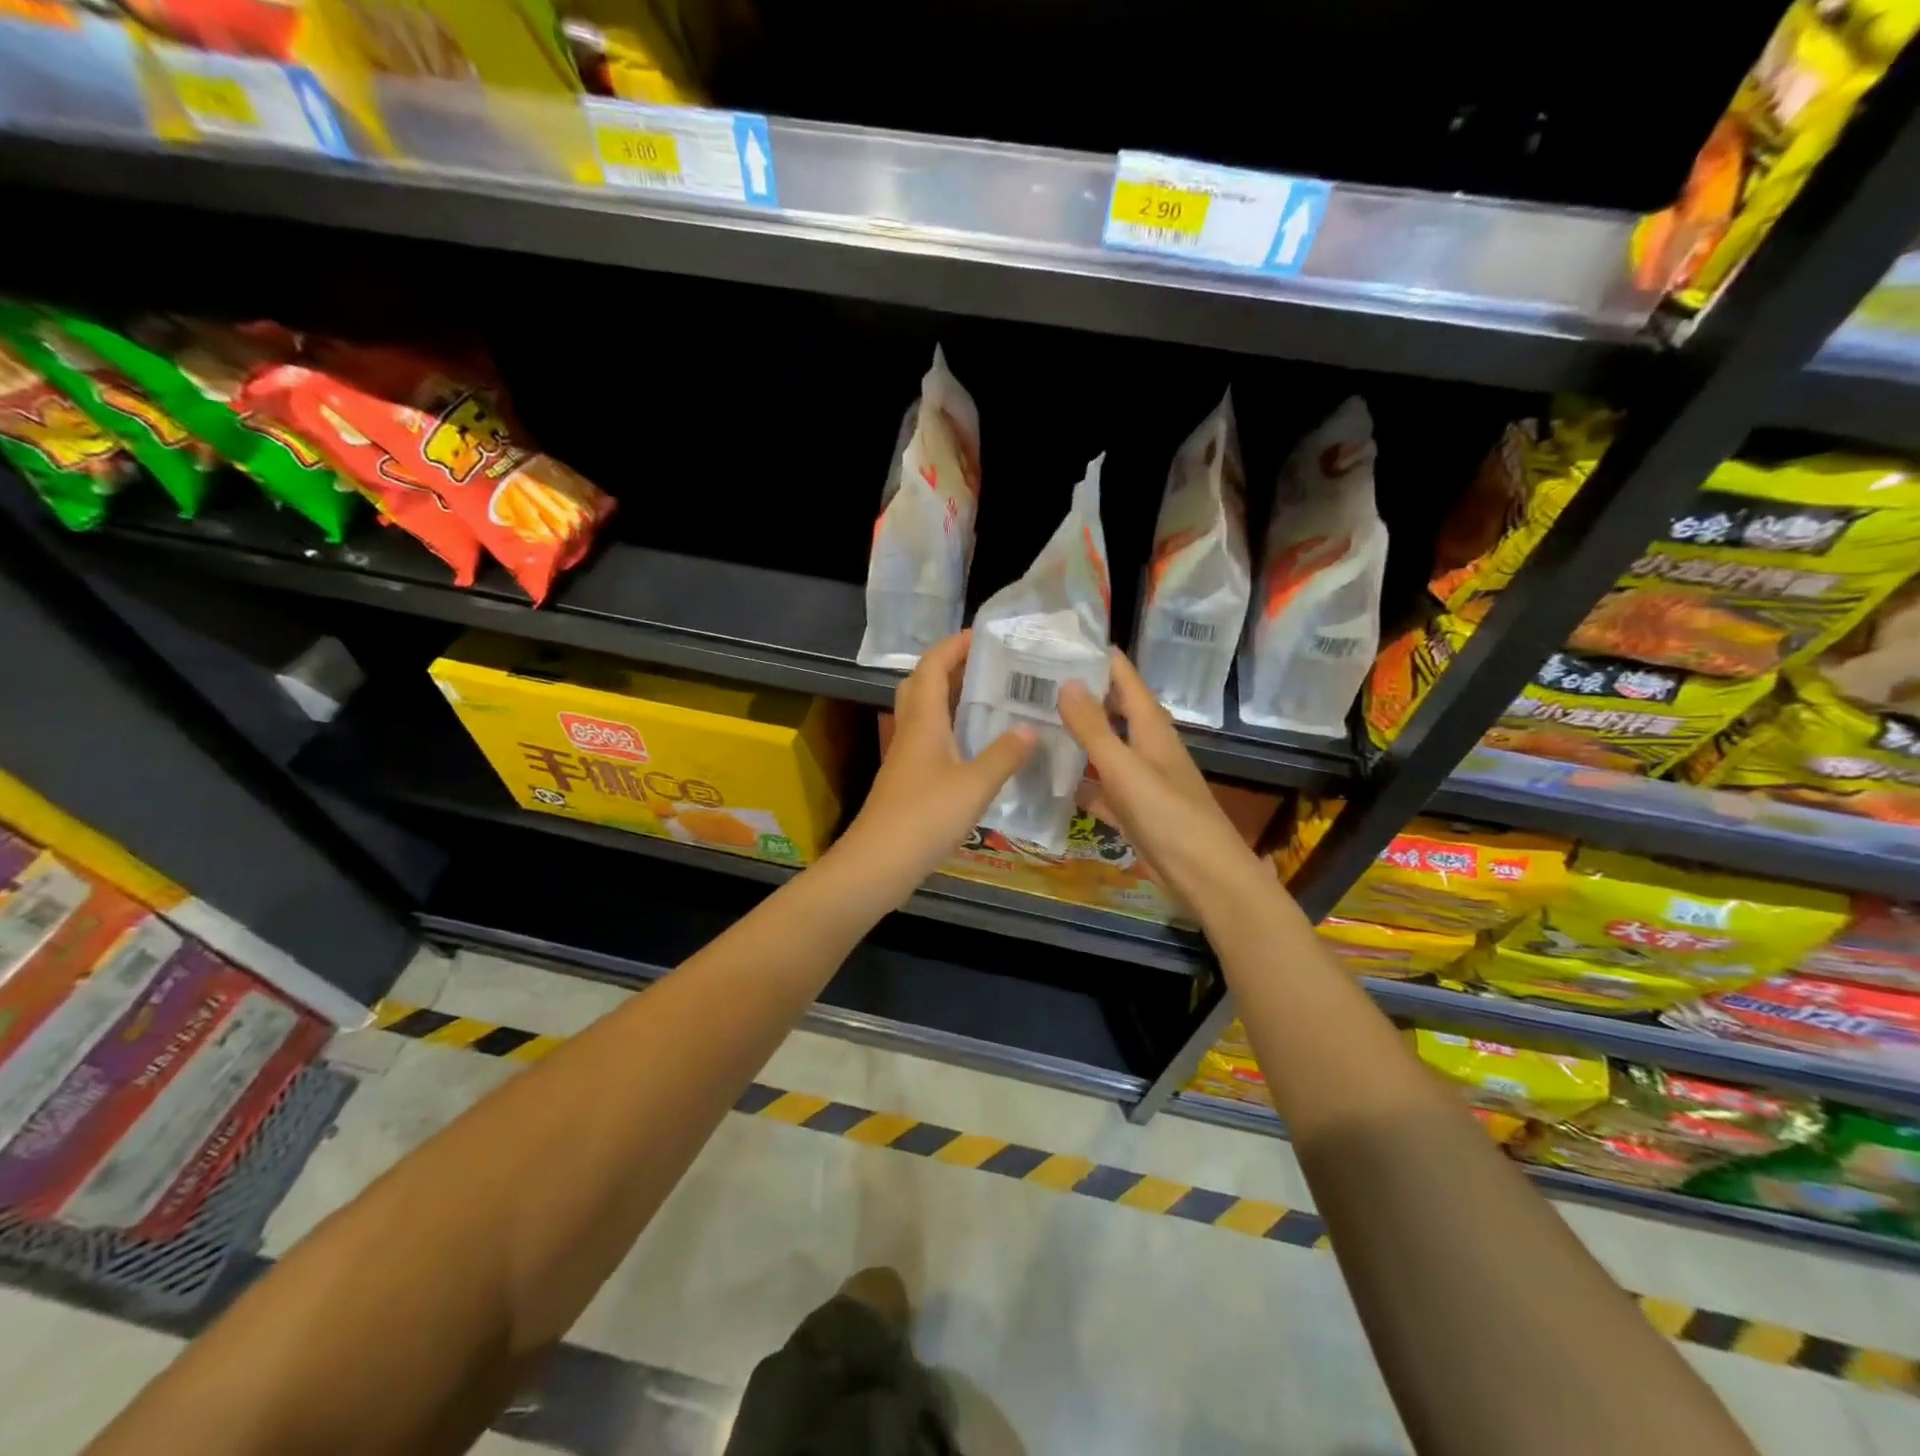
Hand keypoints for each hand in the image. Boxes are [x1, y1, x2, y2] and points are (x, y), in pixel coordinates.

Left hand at [835, 632, 1035, 896]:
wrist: (878, 863)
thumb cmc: (924, 817)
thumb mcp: (974, 786)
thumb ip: (1004, 755)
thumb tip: (1031, 728)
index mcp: (923, 721)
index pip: (933, 666)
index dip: (954, 645)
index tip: (984, 635)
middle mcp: (911, 731)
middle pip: (923, 684)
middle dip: (951, 667)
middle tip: (989, 665)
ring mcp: (906, 756)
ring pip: (926, 713)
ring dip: (952, 698)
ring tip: (991, 698)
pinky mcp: (908, 780)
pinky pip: (931, 739)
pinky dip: (952, 730)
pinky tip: (979, 746)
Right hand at [1057, 651, 1270, 916]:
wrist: (1204, 876)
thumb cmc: (1168, 816)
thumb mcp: (1126, 768)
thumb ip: (1094, 728)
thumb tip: (1065, 682)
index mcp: (1151, 727)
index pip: (1123, 676)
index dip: (1096, 656)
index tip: (1055, 640)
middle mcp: (1146, 746)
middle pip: (1111, 709)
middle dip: (1077, 694)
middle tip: (1030, 682)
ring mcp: (1139, 779)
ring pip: (1102, 748)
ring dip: (1074, 737)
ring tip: (1031, 723)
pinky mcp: (1132, 810)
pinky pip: (1099, 787)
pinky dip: (1078, 782)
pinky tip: (1049, 781)